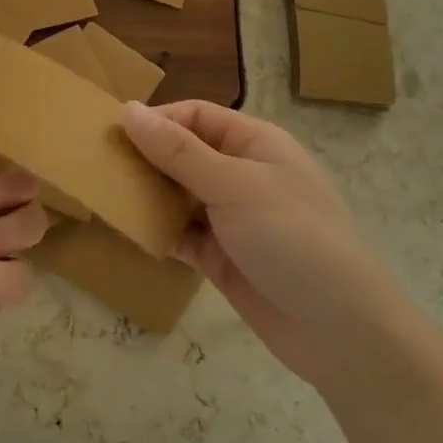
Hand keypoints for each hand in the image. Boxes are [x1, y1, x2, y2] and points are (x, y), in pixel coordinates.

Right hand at [123, 100, 405, 386]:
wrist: (342, 332)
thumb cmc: (293, 238)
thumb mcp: (233, 186)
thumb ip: (177, 151)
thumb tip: (128, 109)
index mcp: (255, 143)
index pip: (196, 116)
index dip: (156, 120)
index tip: (112, 134)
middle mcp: (242, 174)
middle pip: (183, 154)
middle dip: (145, 159)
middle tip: (99, 167)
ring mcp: (232, 218)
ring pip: (178, 195)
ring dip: (147, 196)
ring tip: (106, 197)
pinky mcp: (222, 257)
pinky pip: (181, 234)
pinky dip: (158, 231)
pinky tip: (130, 231)